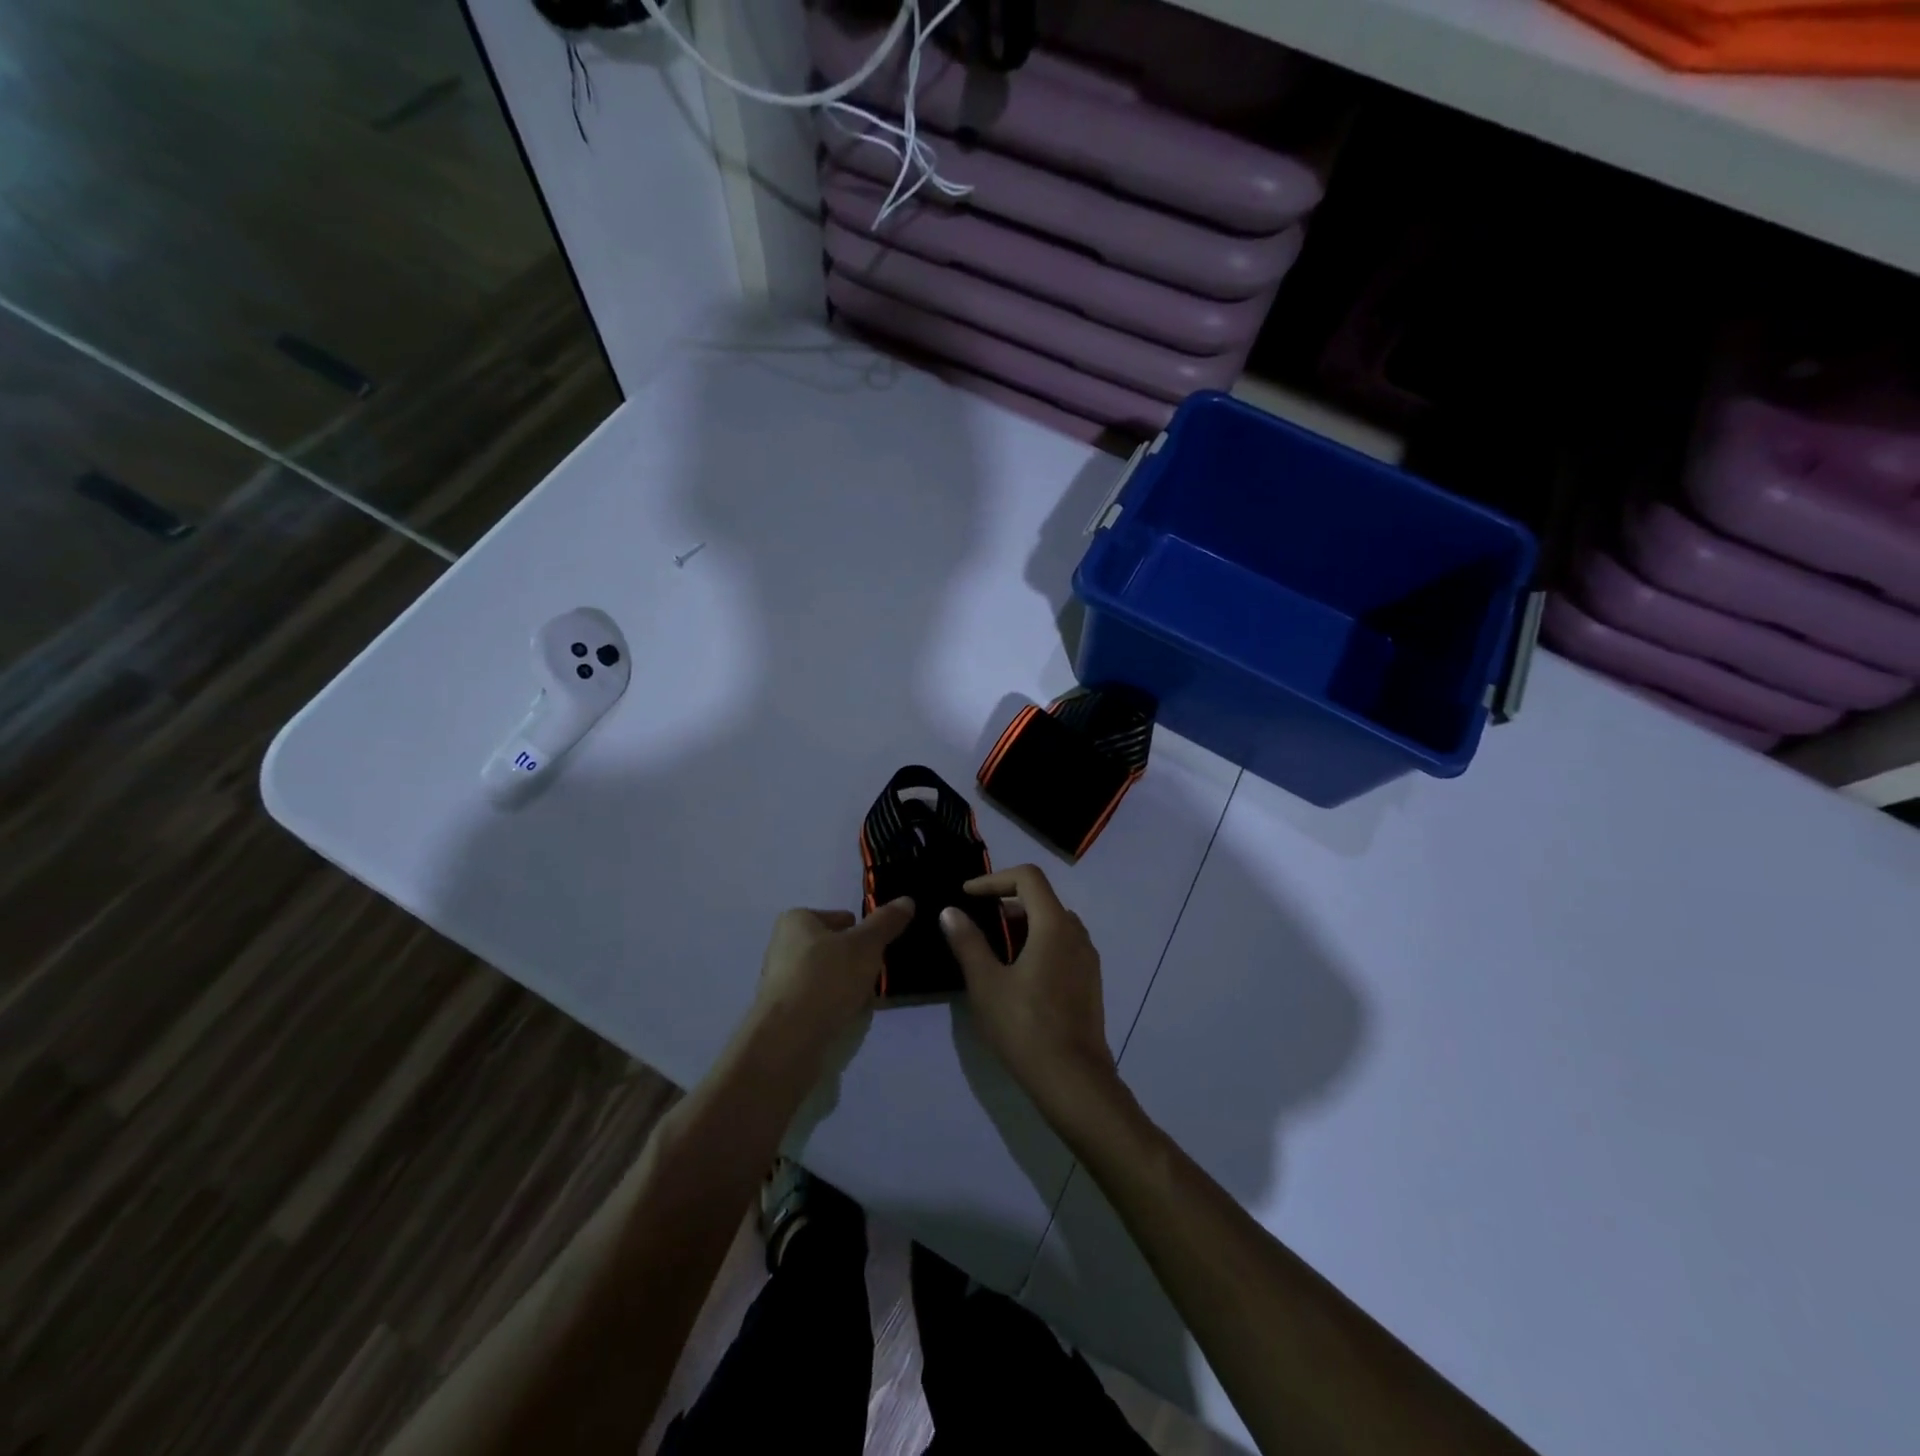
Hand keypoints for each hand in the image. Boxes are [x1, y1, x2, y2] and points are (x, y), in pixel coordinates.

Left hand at [750, 899, 913, 1059]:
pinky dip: (834, 1007)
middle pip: (833, 948)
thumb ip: (886, 922)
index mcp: (796, 921)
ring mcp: (780, 982)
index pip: (839, 918)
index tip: (876, 951)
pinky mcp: (783, 1013)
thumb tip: (906, 901)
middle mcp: (782, 946)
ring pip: (827, 977)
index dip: (862, 932)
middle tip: (873, 976)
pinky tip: (846, 1018)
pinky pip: (818, 1002)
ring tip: (862, 1001)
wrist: (788, 1040)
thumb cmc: (826, 978)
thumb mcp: (866, 944)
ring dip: (847, 986)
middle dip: (855, 962)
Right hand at [940, 865, 1118, 1117]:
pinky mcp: (1090, 981)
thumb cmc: (1025, 1027)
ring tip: (993, 948)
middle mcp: (1076, 933)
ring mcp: (1087, 958)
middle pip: (1042, 898)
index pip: (1028, 877)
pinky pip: (1062, 945)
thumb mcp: (986, 983)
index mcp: (1054, 925)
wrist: (1074, 1080)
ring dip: (1022, 924)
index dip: (994, 879)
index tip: (967, 895)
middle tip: (976, 921)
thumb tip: (950, 912)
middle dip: (1006, 902)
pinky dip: (1038, 943)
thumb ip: (968, 942)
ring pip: (1053, 923)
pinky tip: (1017, 974)